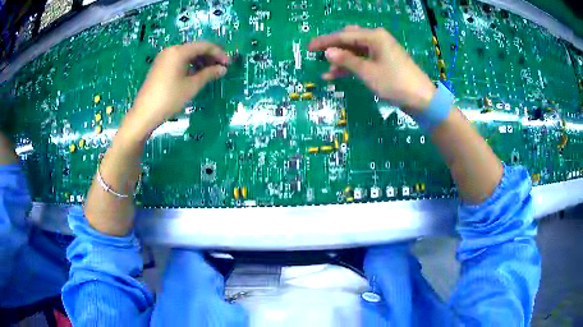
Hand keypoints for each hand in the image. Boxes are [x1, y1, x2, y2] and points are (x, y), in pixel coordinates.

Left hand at [120, 42, 229, 142]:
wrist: (144, 114)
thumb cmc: (169, 99)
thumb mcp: (191, 86)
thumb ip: (209, 74)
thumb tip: (223, 69)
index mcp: (179, 51)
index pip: (204, 46)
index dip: (218, 53)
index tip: (228, 64)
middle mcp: (171, 50)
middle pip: (195, 48)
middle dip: (209, 57)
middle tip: (221, 68)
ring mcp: (163, 58)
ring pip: (187, 54)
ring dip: (200, 61)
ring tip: (210, 72)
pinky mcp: (160, 66)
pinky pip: (178, 60)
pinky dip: (189, 65)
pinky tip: (195, 74)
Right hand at [309, 26, 435, 112]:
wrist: (421, 99)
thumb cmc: (394, 83)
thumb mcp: (367, 72)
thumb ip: (346, 60)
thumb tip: (328, 52)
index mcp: (374, 36)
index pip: (344, 36)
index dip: (325, 41)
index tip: (309, 47)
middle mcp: (377, 39)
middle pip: (349, 39)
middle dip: (333, 48)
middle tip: (317, 55)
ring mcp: (382, 50)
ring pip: (355, 51)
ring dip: (341, 60)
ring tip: (326, 72)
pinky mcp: (384, 61)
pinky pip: (363, 59)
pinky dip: (352, 66)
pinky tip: (338, 75)